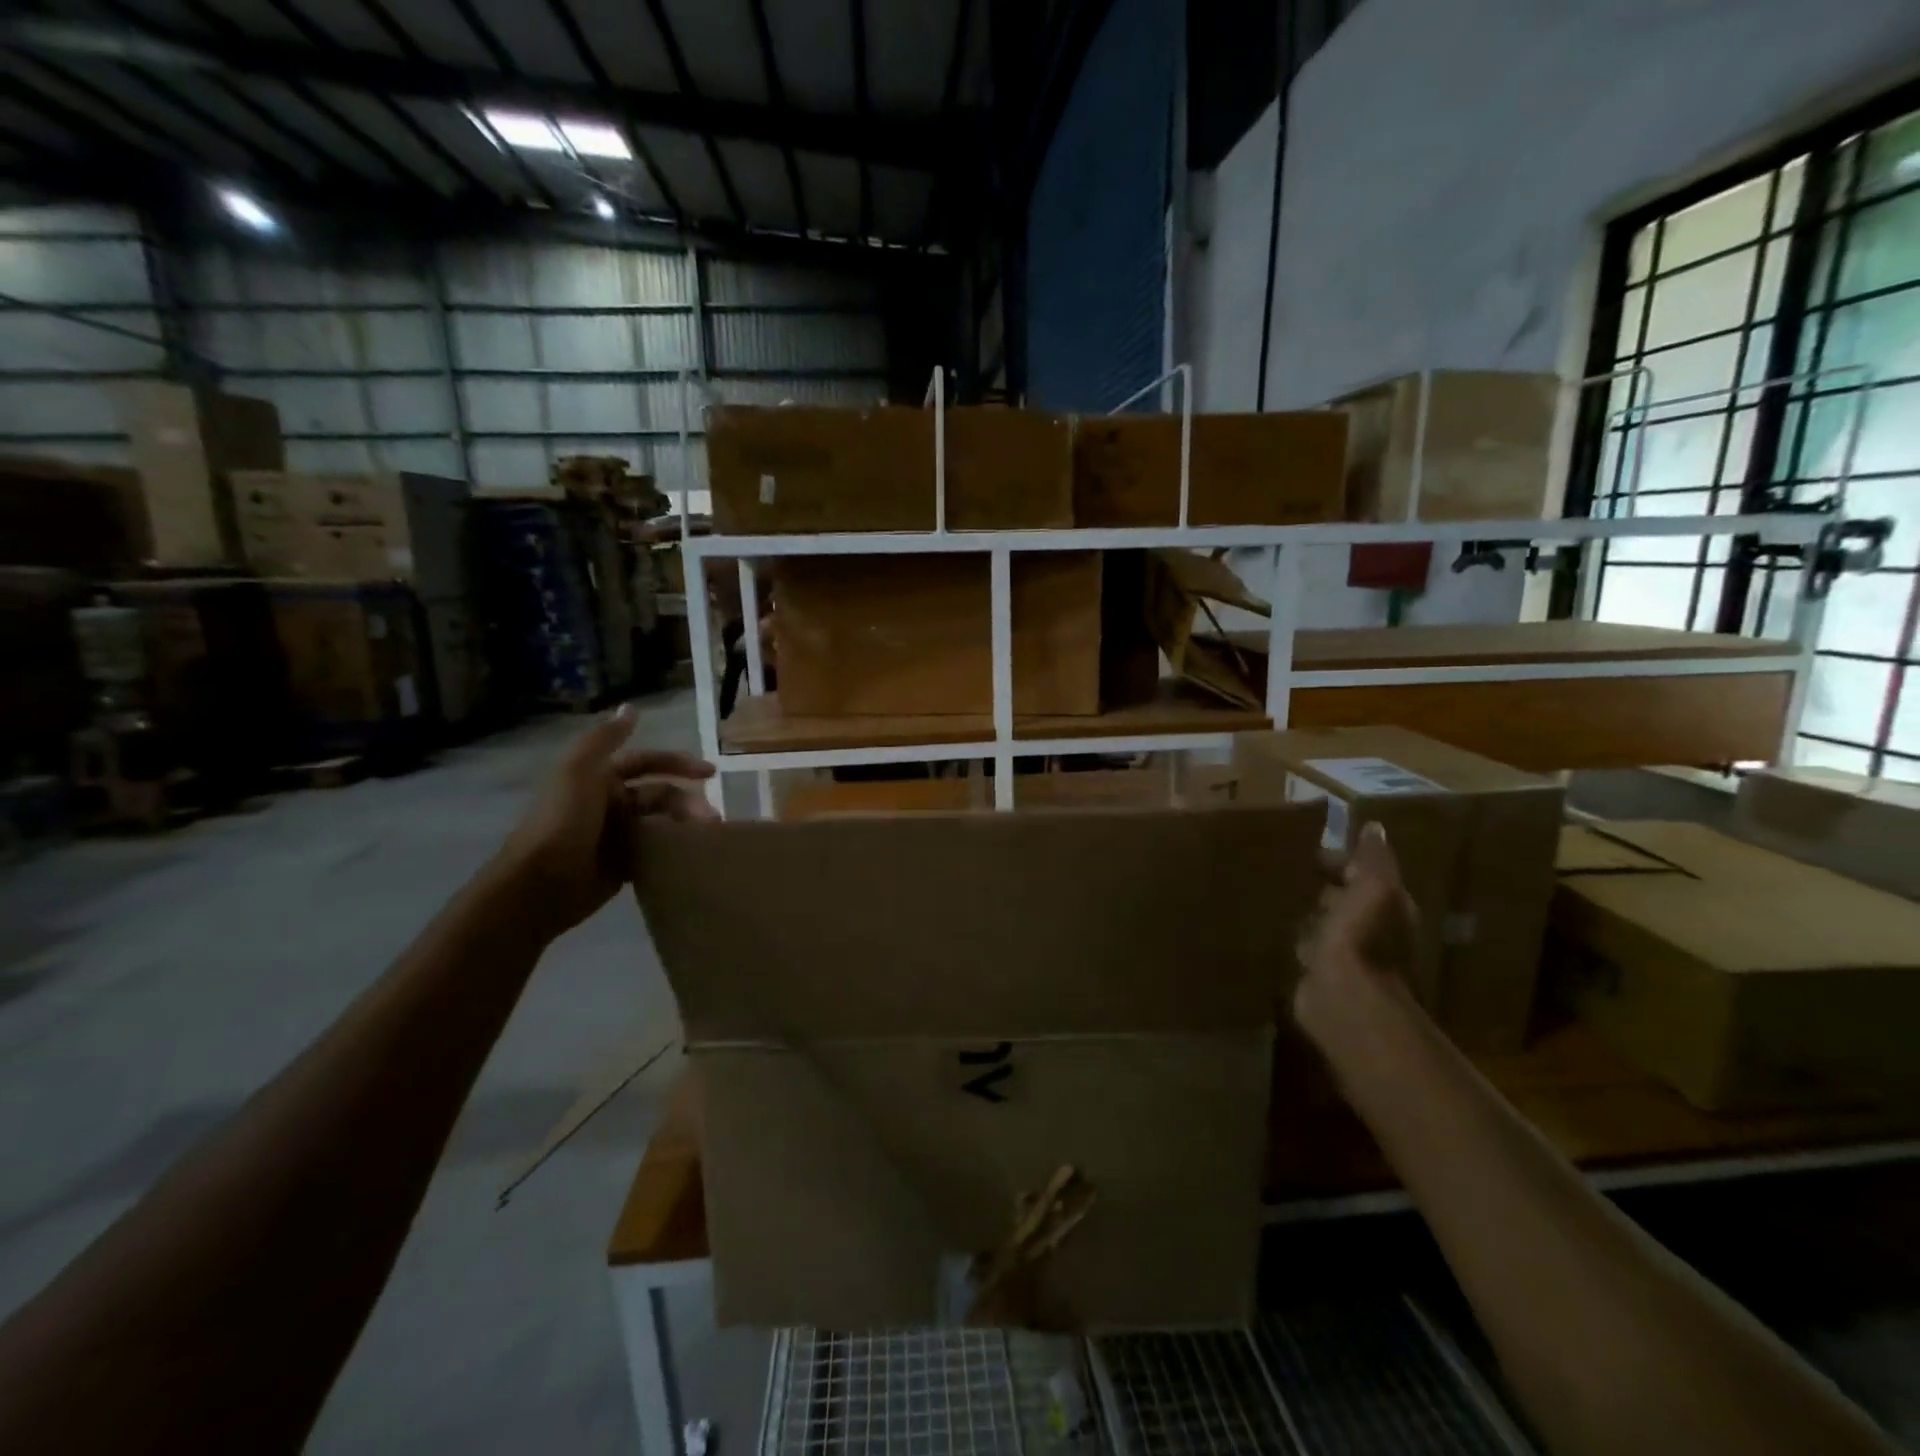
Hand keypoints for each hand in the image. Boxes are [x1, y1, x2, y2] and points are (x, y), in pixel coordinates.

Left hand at [495, 705, 715, 939]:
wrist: (539, 883)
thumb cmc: (562, 821)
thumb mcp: (579, 770)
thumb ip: (605, 739)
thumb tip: (630, 707)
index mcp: (600, 778)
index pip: (647, 762)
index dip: (678, 763)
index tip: (711, 773)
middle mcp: (610, 803)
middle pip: (659, 795)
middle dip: (687, 802)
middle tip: (710, 818)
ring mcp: (616, 836)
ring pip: (661, 823)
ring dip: (685, 826)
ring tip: (706, 838)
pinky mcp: (622, 866)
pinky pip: (655, 852)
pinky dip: (674, 851)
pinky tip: (692, 855)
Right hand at [1294, 822, 1421, 1050]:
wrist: (1343, 995)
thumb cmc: (1362, 935)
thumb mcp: (1375, 886)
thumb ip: (1374, 858)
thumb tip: (1373, 827)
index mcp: (1388, 906)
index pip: (1366, 874)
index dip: (1343, 860)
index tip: (1311, 848)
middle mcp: (1371, 930)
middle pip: (1345, 899)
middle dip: (1324, 885)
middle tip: (1288, 868)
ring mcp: (1345, 954)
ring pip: (1324, 923)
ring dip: (1308, 911)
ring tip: (1277, 893)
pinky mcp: (1319, 973)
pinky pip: (1305, 945)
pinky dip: (1295, 936)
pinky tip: (1275, 927)